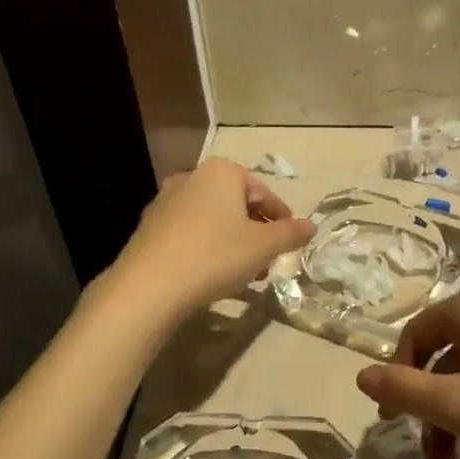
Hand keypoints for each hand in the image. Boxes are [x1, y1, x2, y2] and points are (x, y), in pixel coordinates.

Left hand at [106, 158, 313, 319]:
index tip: (290, 240)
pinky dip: (208, 248)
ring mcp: (165, 202)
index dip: (281, 216)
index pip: (262, 191)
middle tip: (269, 260)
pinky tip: (214, 276)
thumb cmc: (215, 256)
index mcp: (221, 172)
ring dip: (234, 242)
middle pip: (236, 204)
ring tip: (246, 274)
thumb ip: (290, 233)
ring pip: (213, 220)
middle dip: (256, 232)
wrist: (148, 286)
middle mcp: (191, 178)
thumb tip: (311, 226)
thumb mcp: (263, 247)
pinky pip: (190, 233)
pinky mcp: (149, 228)